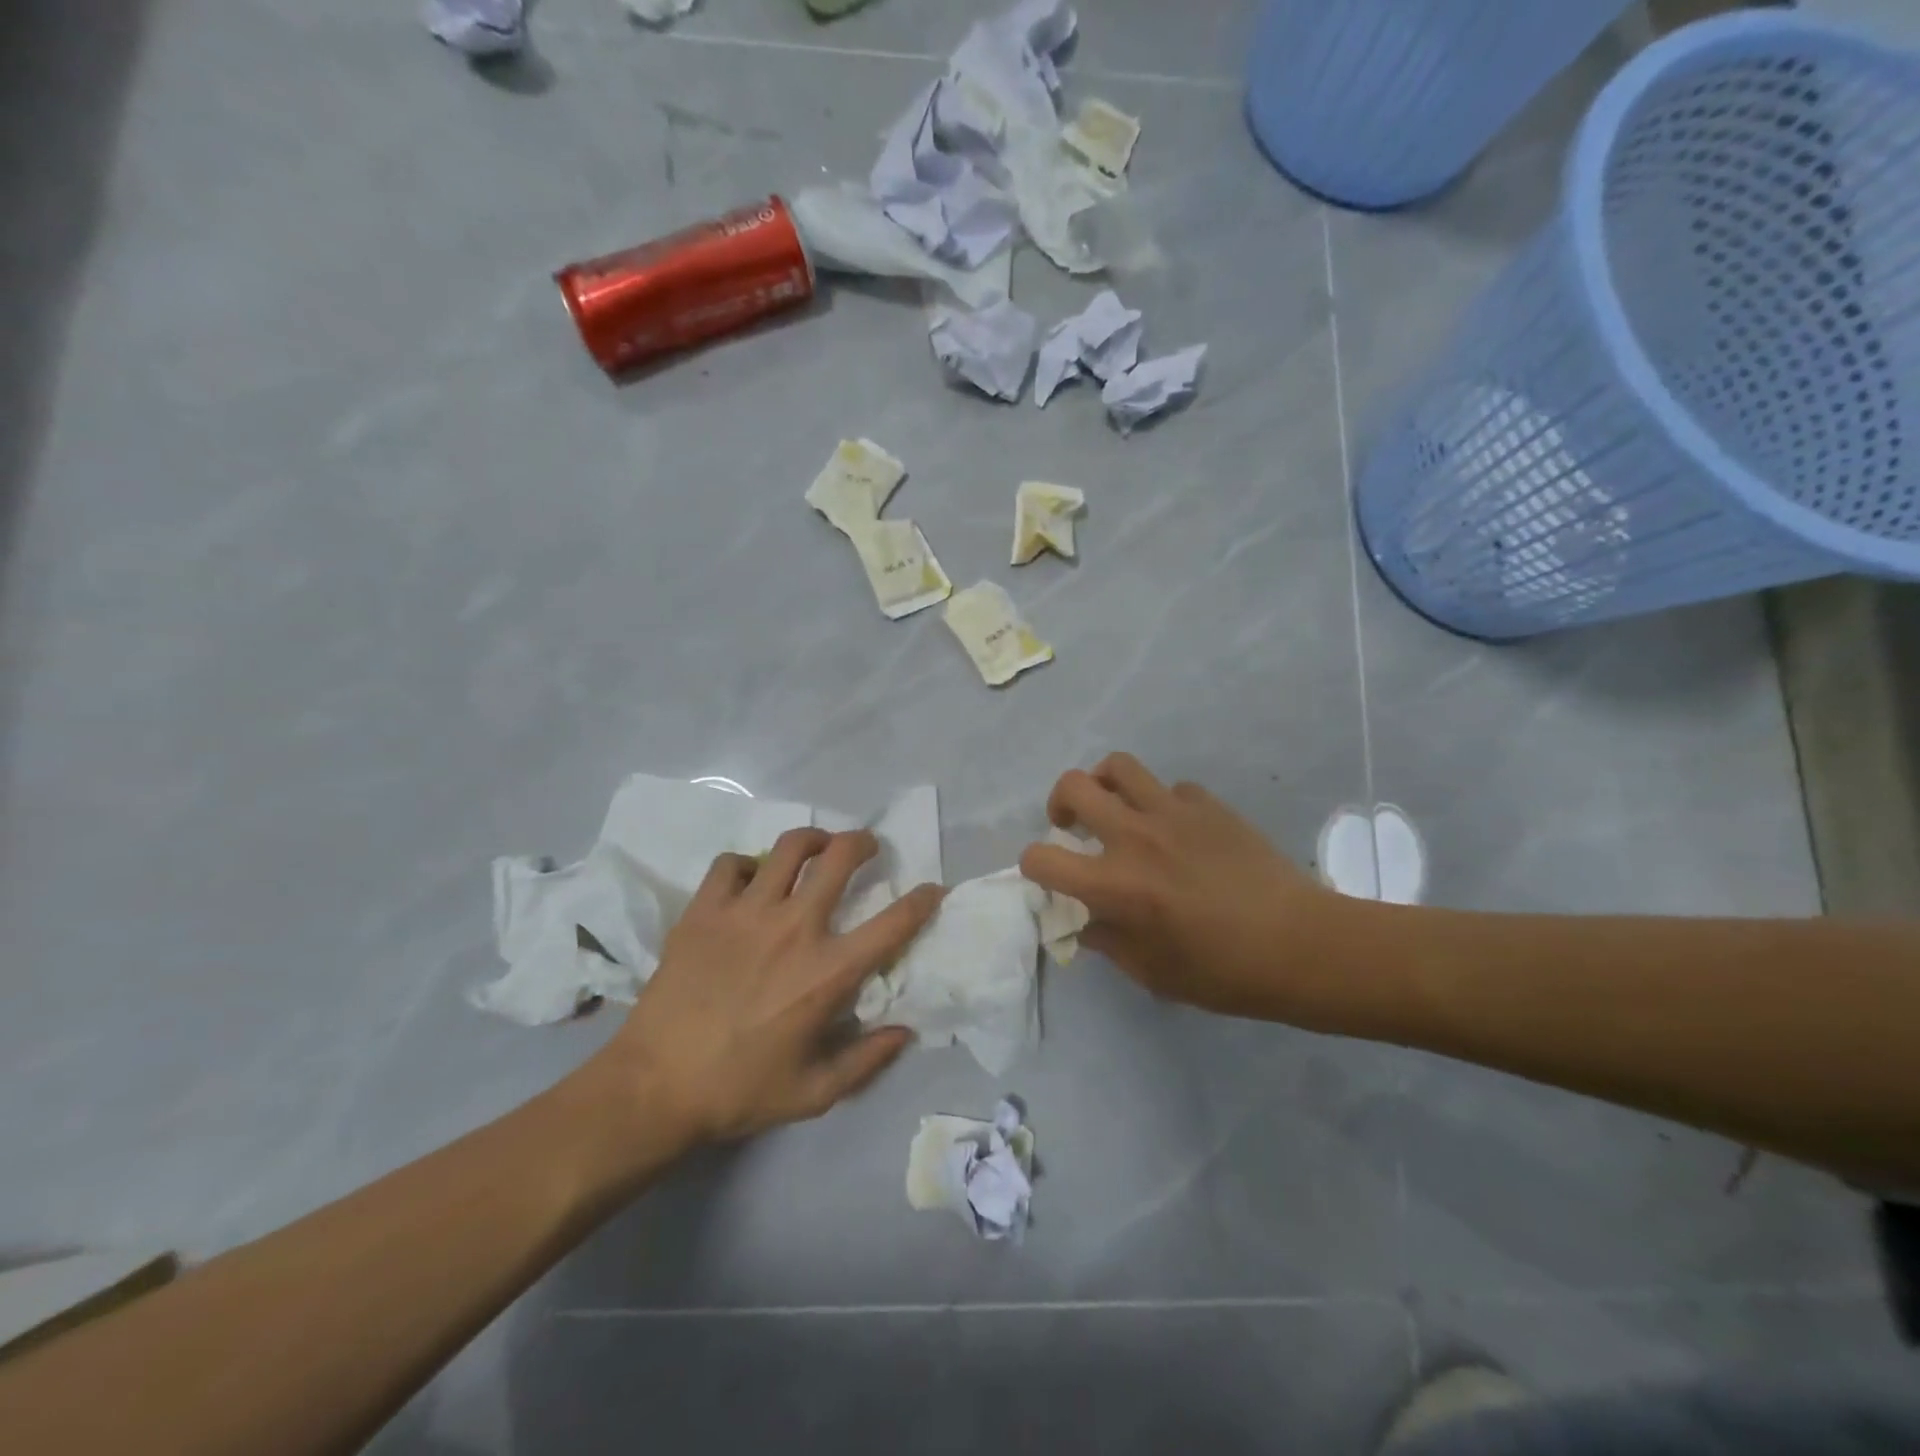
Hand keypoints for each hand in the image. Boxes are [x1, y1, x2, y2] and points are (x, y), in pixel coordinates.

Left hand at [587, 829, 939, 1152]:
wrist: (654, 1087)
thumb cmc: (739, 1091)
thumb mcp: (814, 1093)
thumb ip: (866, 1060)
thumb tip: (905, 1030)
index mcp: (828, 972)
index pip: (893, 923)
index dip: (923, 900)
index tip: (933, 888)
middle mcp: (794, 928)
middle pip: (840, 857)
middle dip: (863, 843)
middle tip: (866, 848)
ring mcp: (746, 912)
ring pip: (790, 847)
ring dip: (812, 840)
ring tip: (816, 847)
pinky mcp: (705, 910)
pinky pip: (731, 864)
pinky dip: (746, 866)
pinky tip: (749, 881)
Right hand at [1019, 754, 1351, 1025]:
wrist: (1300, 944)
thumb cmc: (1223, 972)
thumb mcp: (1153, 973)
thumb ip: (1108, 942)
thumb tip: (1088, 921)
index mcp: (1114, 884)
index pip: (1041, 858)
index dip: (1033, 865)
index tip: (1049, 876)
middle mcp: (1134, 836)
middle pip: (1073, 786)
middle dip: (1059, 804)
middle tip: (1072, 826)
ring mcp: (1173, 812)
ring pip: (1118, 766)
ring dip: (1105, 784)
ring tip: (1115, 808)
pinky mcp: (1208, 804)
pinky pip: (1170, 788)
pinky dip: (1162, 803)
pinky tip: (1177, 830)